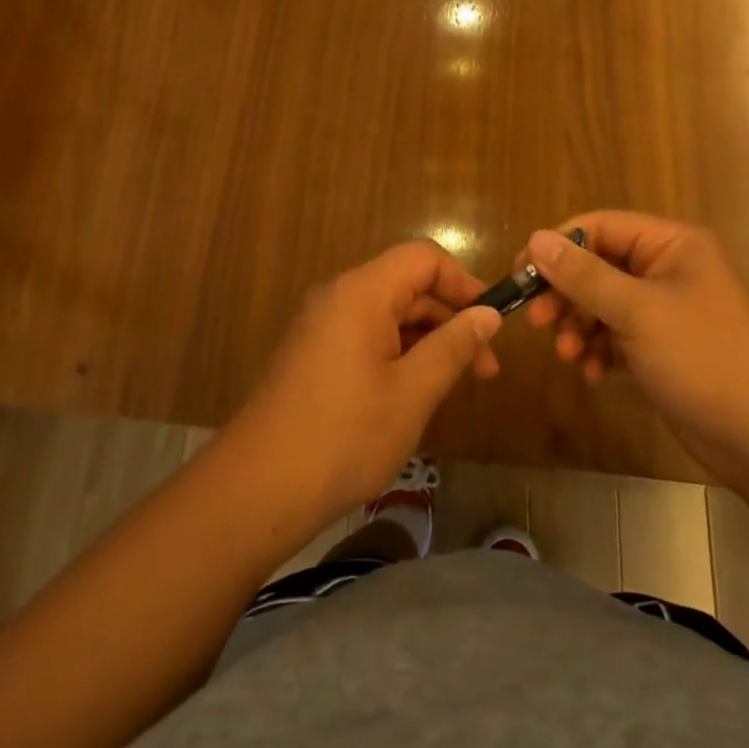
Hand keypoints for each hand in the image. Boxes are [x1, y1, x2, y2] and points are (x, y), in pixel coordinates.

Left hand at [235, 241, 501, 527]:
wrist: (257, 489)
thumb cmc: (344, 436)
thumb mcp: (412, 392)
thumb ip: (453, 346)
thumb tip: (488, 315)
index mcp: (362, 292)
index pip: (424, 258)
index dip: (463, 282)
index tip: (491, 323)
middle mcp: (338, 296)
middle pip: (407, 285)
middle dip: (451, 319)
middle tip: (485, 369)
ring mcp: (321, 326)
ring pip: (389, 314)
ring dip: (427, 340)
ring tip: (456, 385)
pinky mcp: (313, 354)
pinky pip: (367, 336)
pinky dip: (399, 354)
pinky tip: (415, 393)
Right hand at [521, 212, 748, 479]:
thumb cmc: (706, 358)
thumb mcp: (638, 312)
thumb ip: (584, 275)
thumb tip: (535, 238)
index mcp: (671, 244)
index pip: (600, 227)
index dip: (558, 246)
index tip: (522, 275)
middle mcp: (667, 269)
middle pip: (598, 266)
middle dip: (566, 294)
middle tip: (538, 322)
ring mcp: (665, 311)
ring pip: (602, 303)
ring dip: (579, 326)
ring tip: (568, 356)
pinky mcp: (663, 348)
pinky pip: (615, 336)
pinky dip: (598, 350)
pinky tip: (592, 374)